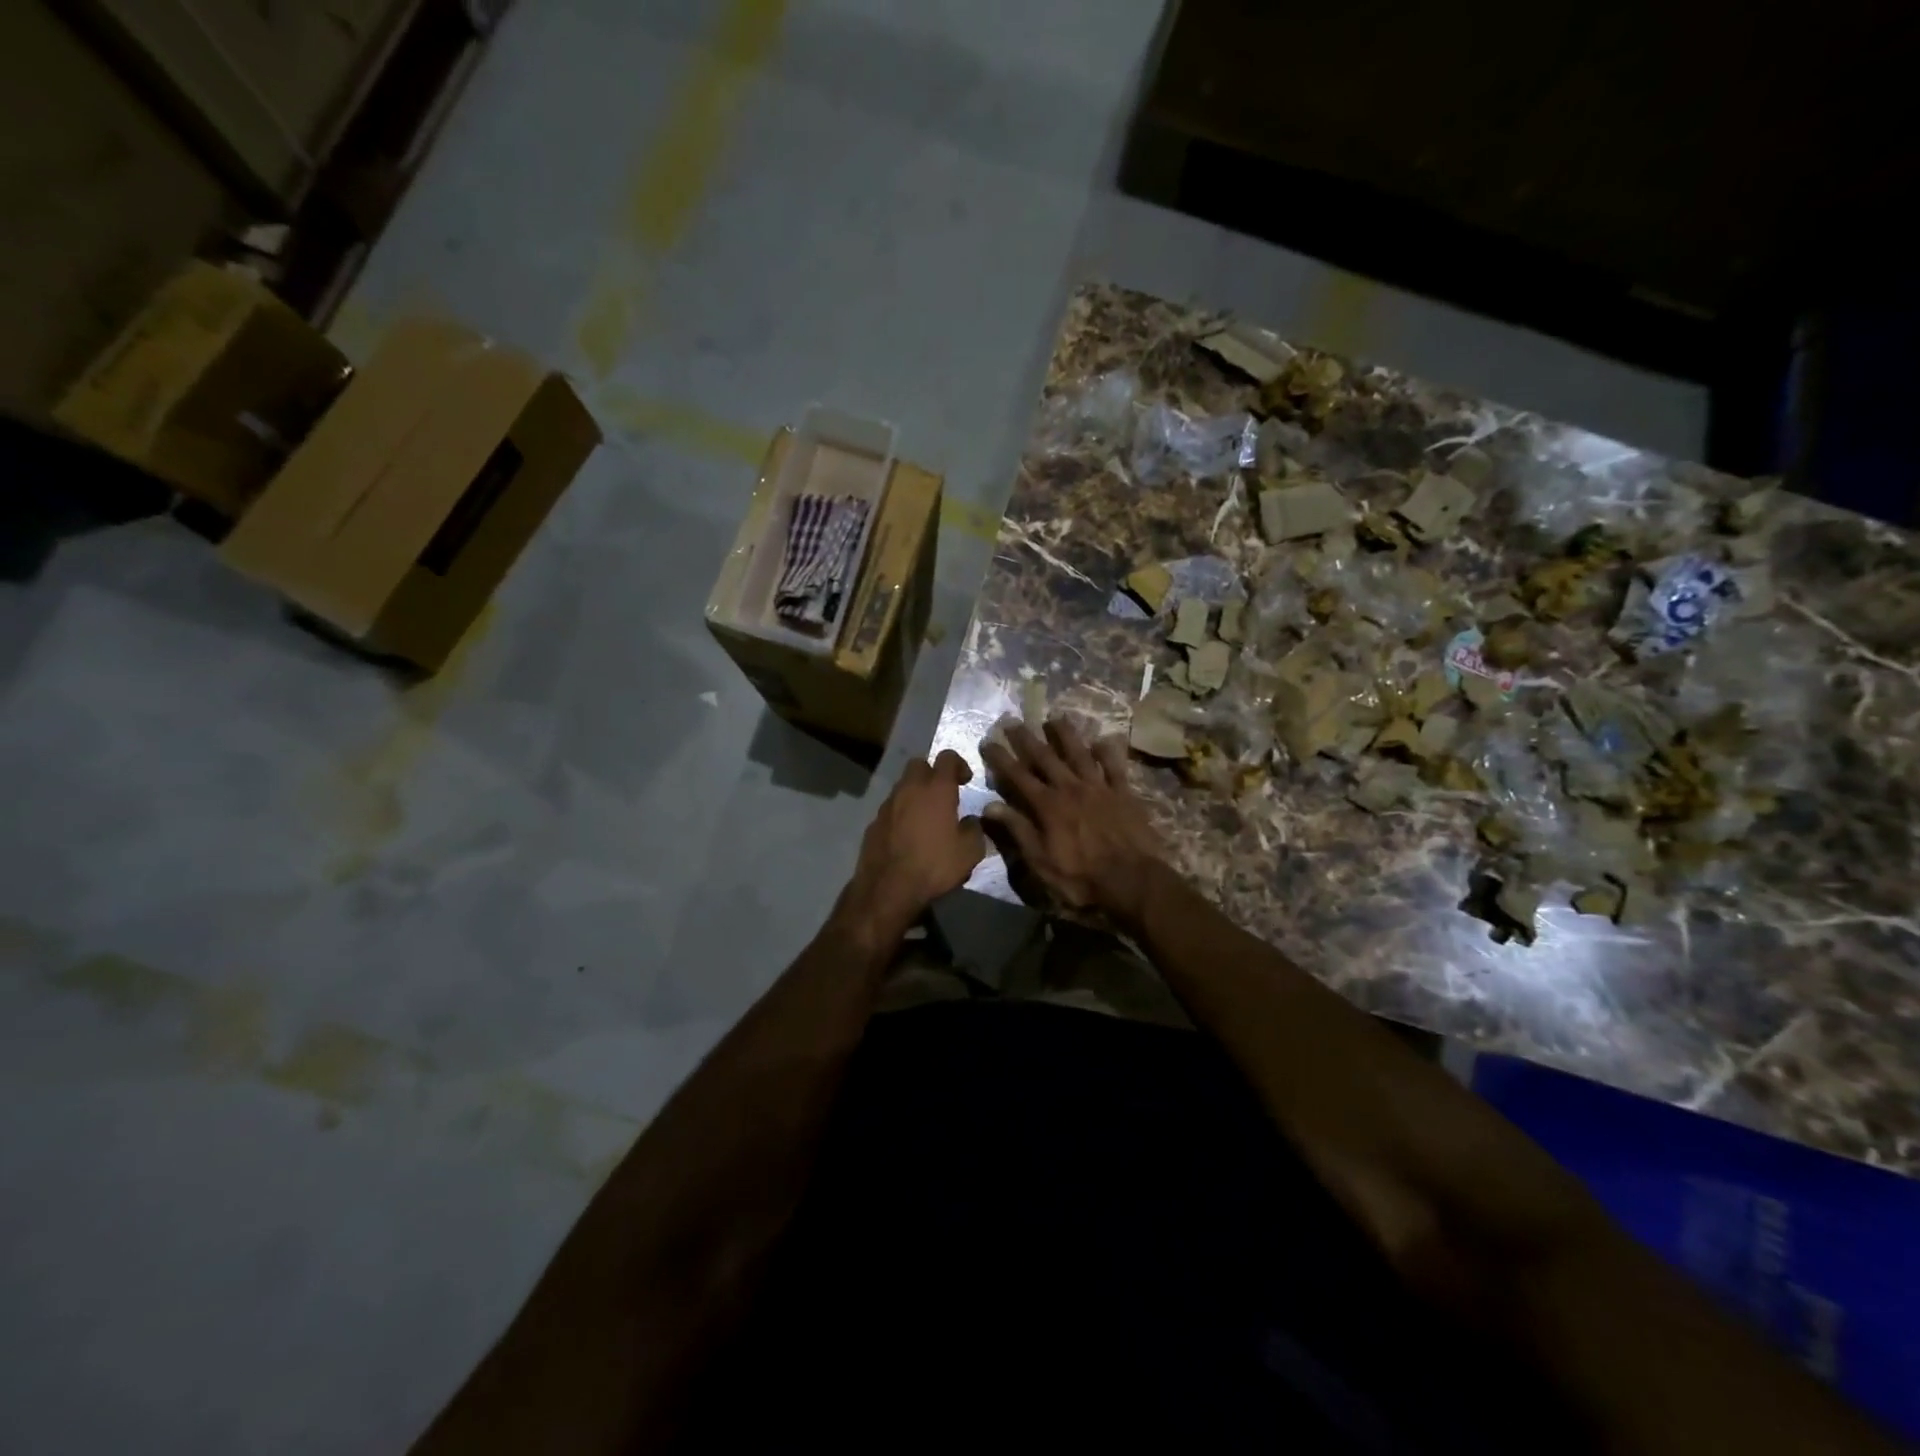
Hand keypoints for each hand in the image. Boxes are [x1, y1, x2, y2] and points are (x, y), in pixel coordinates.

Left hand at [844, 750, 986, 935]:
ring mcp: (888, 804)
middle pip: (919, 764)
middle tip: (944, 794)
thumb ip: (975, 829)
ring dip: (915, 793)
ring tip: (926, 817)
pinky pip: (891, 808)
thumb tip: (971, 821)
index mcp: (936, 789)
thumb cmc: (935, 865)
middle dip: (932, 773)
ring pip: (902, 786)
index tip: (966, 780)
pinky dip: (901, 813)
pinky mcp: (873, 822)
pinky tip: (908, 835)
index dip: (959, 764)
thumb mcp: (970, 852)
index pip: (947, 757)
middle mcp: (909, 789)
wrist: (888, 889)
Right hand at [979, 717, 1165, 923]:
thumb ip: (1017, 830)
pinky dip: (1108, 752)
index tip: (987, 741)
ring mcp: (1099, 788)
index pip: (1018, 776)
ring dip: (1065, 735)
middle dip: (1026, 738)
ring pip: (1079, 753)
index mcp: (1048, 806)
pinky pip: (1115, 766)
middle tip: (1013, 720)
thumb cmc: (1081, 878)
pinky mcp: (1124, 793)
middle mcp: (1071, 788)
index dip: (1001, 758)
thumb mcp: (1040, 861)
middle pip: (1045, 757)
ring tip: (1055, 718)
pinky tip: (1102, 741)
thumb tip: (990, 805)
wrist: (1132, 882)